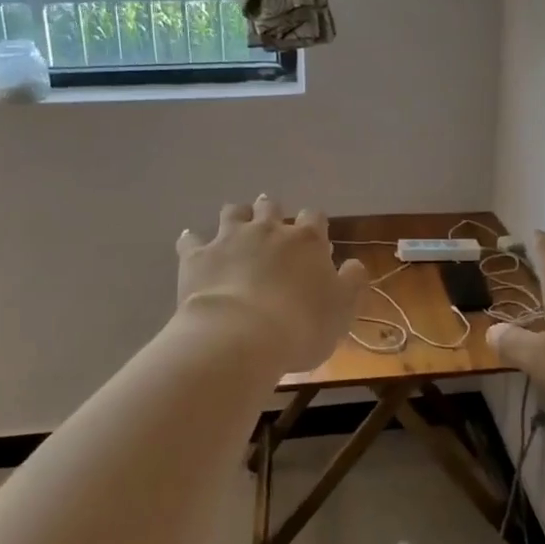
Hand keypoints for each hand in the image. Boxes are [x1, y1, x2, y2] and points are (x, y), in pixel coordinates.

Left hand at [176, 198, 368, 373]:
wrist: (241, 337)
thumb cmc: (301, 326)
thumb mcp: (343, 310)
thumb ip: (352, 282)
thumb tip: (353, 264)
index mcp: (306, 241)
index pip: (314, 217)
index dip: (314, 226)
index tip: (314, 243)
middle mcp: (268, 230)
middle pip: (270, 206)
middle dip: (272, 213)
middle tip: (272, 228)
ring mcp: (229, 239)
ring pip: (233, 212)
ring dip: (236, 217)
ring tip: (236, 229)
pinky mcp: (197, 256)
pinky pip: (191, 239)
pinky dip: (193, 241)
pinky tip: (193, 245)